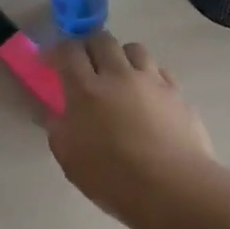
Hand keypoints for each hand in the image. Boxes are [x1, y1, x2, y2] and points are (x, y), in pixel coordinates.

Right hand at [47, 31, 215, 220]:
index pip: (69, 51)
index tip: (52, 62)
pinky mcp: (177, 93)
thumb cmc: (113, 178)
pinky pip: (160, 70)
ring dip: (121, 56)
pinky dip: (149, 75)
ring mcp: (152, 81)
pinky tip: (147, 94)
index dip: (57, 51)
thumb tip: (55, 113)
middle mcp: (119, 75)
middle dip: (89, 46)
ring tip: (119, 75)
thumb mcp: (70, 158)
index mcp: (86, 90)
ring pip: (134, 48)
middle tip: (84, 65)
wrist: (173, 188)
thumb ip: (58, 129)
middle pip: (102, 40)